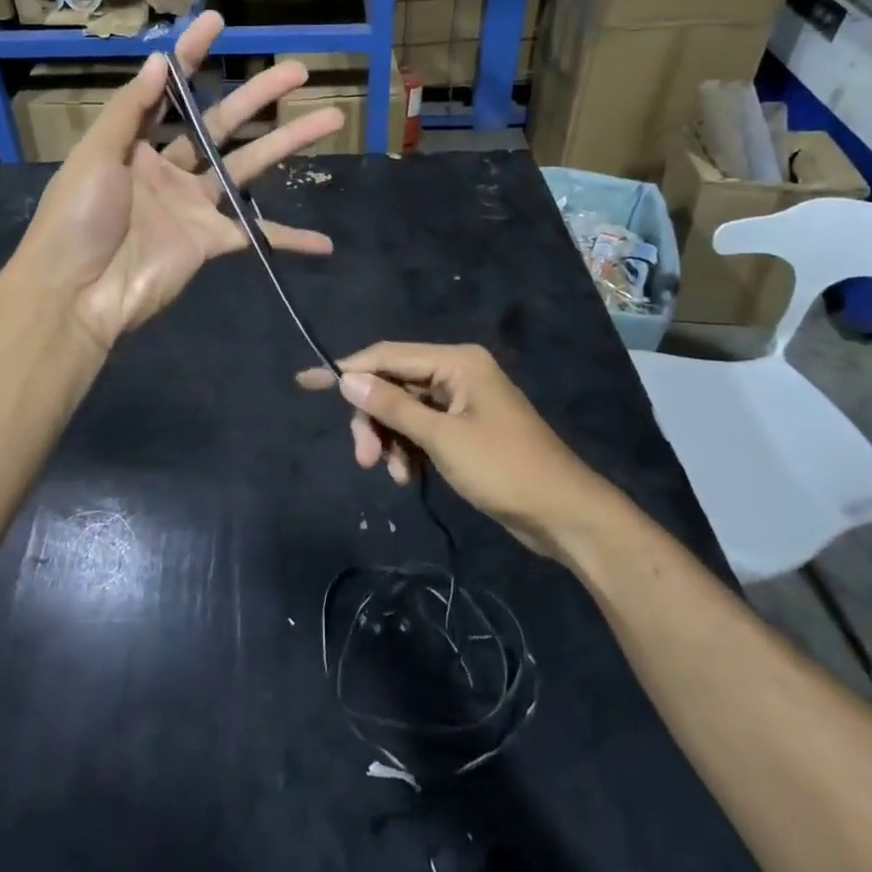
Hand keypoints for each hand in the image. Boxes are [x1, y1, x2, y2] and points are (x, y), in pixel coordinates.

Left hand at [15, 11, 342, 350]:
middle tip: (298, 70)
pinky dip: (289, 240)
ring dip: (288, 144)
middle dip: (259, 95)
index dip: (191, 55)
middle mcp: (168, 168)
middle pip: (222, 123)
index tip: (217, 22)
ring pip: (249, 166)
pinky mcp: (210, 241)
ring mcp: (193, 205)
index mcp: (134, 143)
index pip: (170, 90)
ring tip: (330, 119)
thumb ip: (131, 109)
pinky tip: (323, 241)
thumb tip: (162, 60)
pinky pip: (257, 235)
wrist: (76, 295)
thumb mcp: (95, 155)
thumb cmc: (77, 218)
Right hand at [298, 343, 603, 555]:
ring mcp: (461, 402)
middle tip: (364, 460)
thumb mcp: (441, 438)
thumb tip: (347, 378)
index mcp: (456, 361)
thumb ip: (393, 407)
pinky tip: (409, 477)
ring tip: (395, 476)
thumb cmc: (504, 468)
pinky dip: (409, 451)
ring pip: (404, 411)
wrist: (564, 515)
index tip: (307, 381)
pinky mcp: (464, 429)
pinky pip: (421, 430)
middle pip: (394, 385)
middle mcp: (456, 373)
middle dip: (374, 419)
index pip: (387, 356)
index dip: (347, 369)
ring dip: (391, 441)